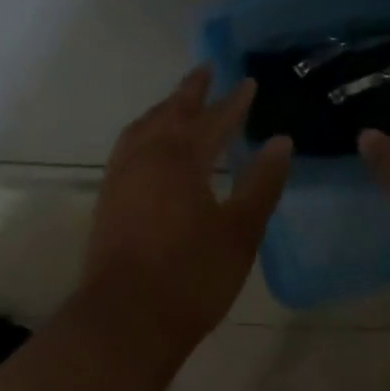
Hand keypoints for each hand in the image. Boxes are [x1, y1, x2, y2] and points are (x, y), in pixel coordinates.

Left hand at [82, 66, 291, 349]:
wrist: (125, 320)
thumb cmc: (192, 275)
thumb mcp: (241, 230)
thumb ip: (262, 182)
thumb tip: (281, 142)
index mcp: (182, 157)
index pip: (214, 118)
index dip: (234, 100)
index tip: (248, 82)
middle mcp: (148, 155)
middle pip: (172, 111)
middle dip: (192, 90)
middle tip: (206, 70)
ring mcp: (122, 175)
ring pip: (144, 126)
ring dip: (164, 108)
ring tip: (177, 101)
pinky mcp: (109, 197)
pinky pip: (128, 146)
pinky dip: (145, 131)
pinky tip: (148, 146)